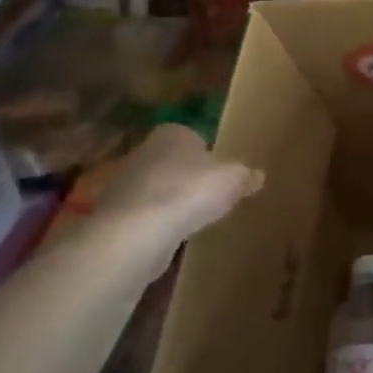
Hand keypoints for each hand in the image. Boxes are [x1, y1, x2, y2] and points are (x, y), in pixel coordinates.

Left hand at [76, 124, 261, 275]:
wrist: (136, 232)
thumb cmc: (189, 192)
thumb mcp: (233, 180)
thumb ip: (246, 176)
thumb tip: (258, 175)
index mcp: (173, 133)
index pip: (193, 137)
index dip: (209, 155)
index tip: (221, 174)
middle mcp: (144, 151)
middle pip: (172, 163)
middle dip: (188, 178)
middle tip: (210, 197)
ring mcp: (124, 183)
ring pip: (155, 189)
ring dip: (170, 203)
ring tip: (193, 221)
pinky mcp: (113, 215)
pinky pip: (142, 216)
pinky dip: (155, 225)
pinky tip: (170, 239)